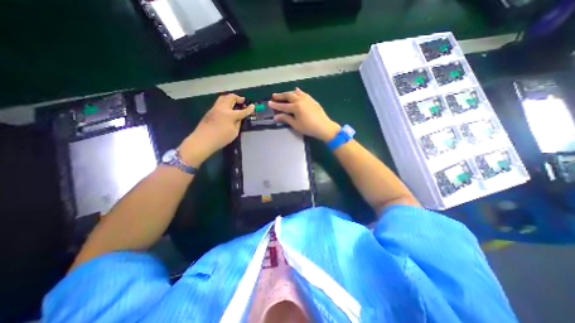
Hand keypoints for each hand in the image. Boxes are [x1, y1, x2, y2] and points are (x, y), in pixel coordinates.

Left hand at [179, 94, 251, 166]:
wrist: (203, 140)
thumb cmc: (221, 138)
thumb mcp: (234, 132)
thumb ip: (238, 123)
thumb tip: (239, 118)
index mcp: (230, 115)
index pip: (242, 111)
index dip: (249, 109)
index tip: (253, 106)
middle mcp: (222, 108)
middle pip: (231, 98)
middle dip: (238, 98)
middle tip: (242, 101)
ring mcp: (215, 108)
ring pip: (223, 98)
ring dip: (230, 98)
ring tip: (234, 102)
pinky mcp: (210, 111)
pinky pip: (218, 103)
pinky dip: (225, 103)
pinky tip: (227, 109)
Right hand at [270, 87, 339, 141]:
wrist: (324, 127)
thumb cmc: (309, 128)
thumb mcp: (296, 125)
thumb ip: (286, 119)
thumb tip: (276, 117)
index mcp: (296, 107)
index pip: (283, 106)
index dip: (276, 105)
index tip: (269, 103)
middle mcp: (301, 100)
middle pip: (289, 96)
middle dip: (281, 96)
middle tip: (274, 96)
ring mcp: (307, 99)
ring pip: (296, 93)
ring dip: (289, 93)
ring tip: (284, 94)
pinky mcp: (312, 100)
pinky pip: (304, 93)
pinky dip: (299, 92)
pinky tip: (297, 91)